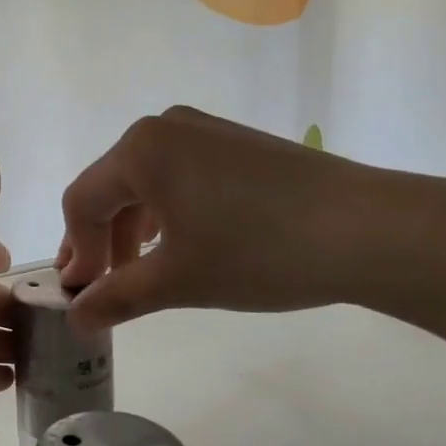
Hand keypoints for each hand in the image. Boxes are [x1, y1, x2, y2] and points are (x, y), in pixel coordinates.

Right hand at [59, 105, 398, 331]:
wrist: (369, 229)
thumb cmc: (258, 252)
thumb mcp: (177, 281)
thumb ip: (115, 298)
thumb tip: (75, 318)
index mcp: (140, 150)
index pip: (82, 202)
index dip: (76, 252)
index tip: (82, 296)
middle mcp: (164, 127)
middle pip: (110, 188)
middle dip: (102, 242)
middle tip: (104, 288)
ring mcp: (203, 130)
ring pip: (145, 182)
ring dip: (133, 230)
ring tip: (142, 273)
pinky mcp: (235, 142)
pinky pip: (179, 175)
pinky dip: (166, 213)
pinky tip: (180, 244)